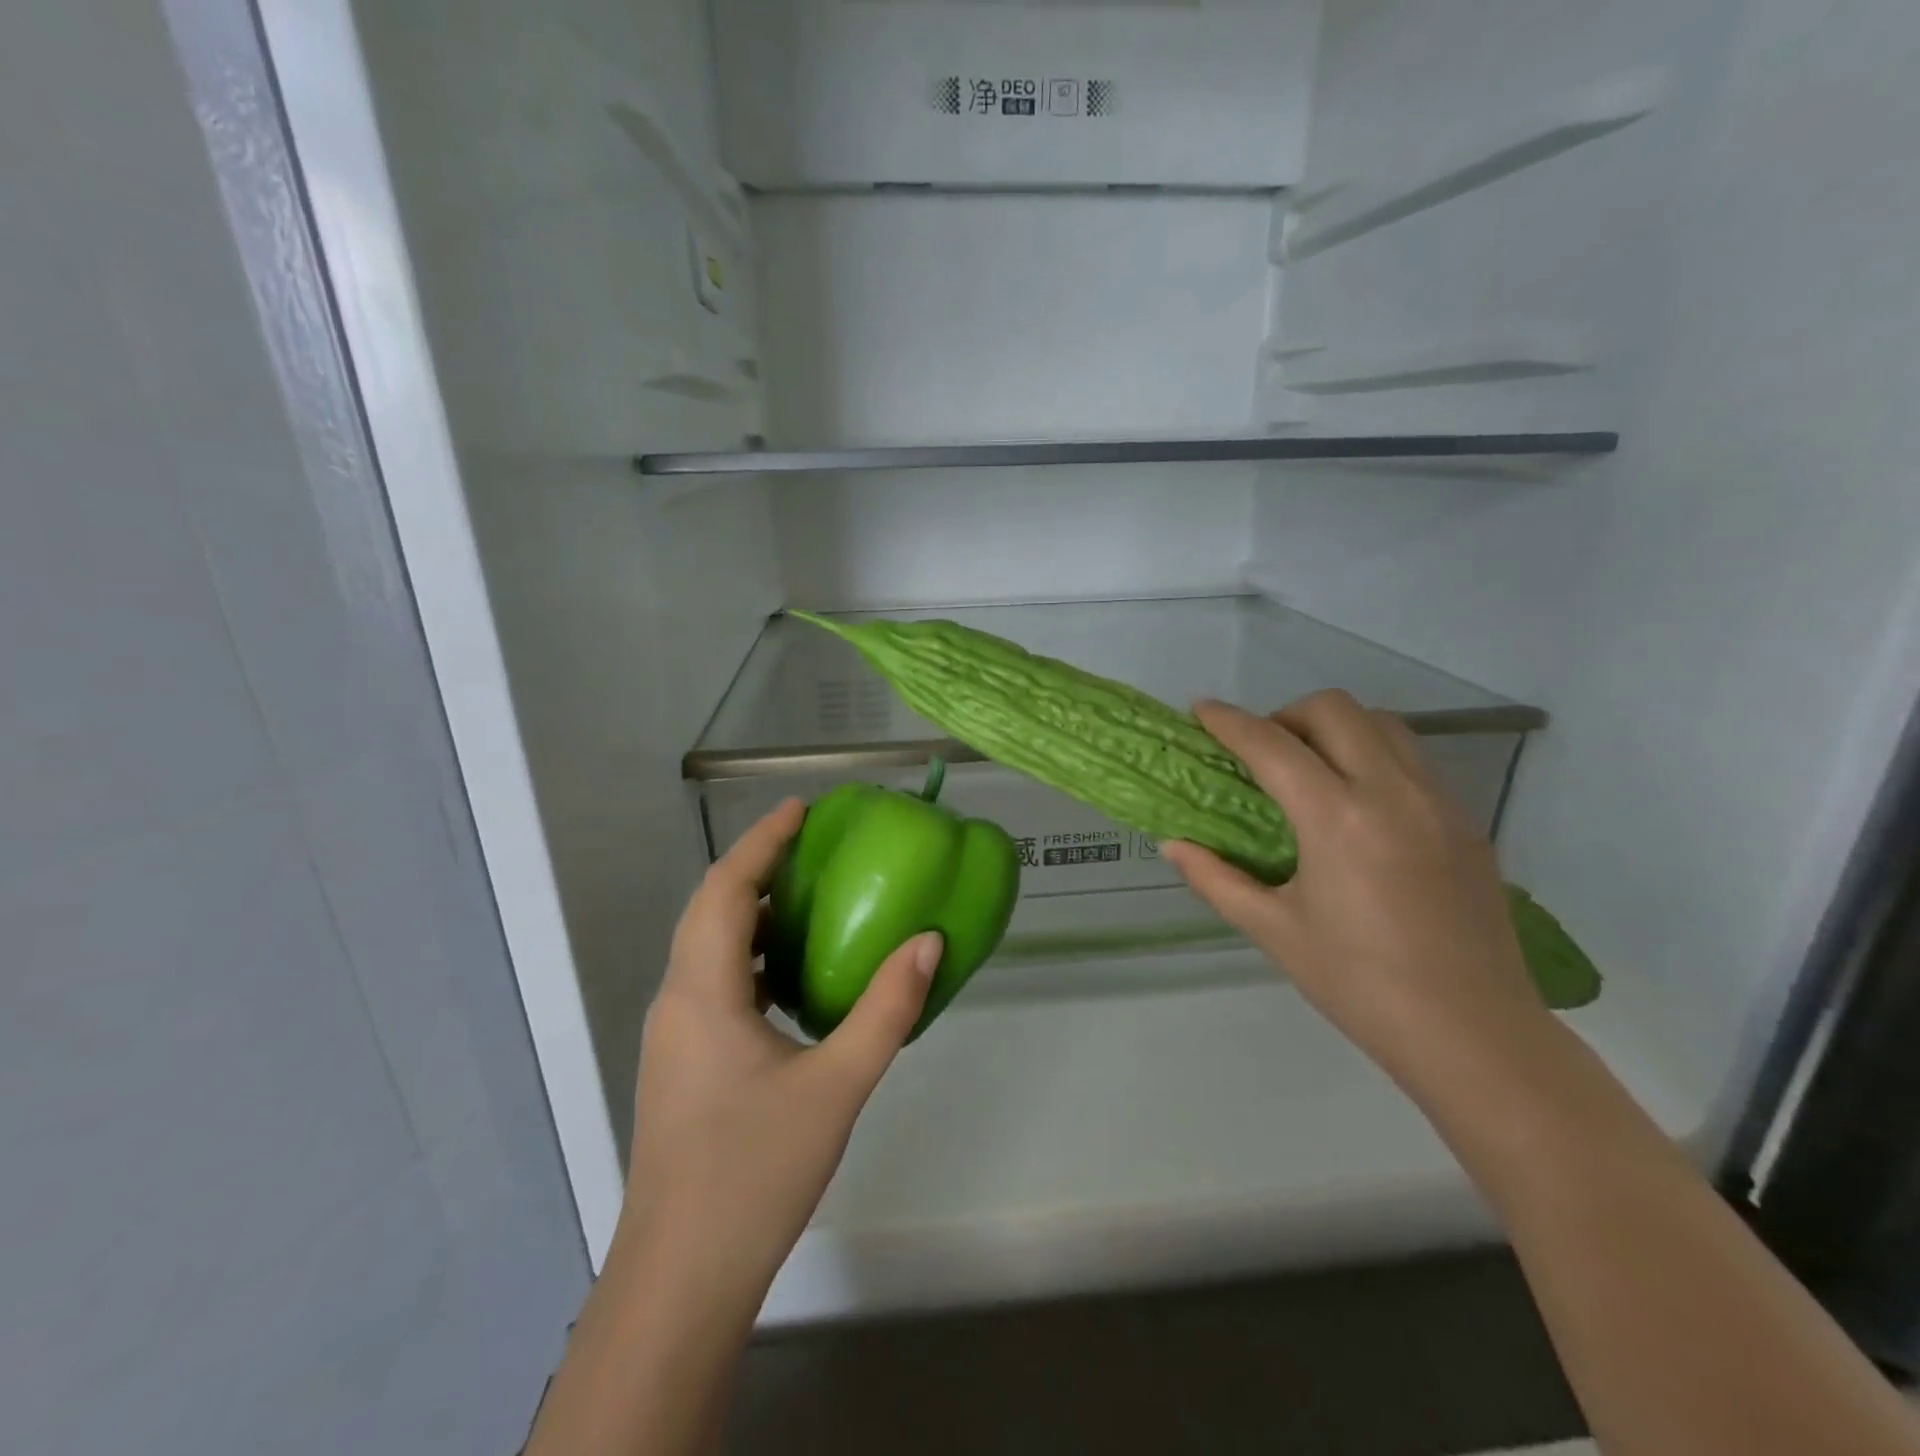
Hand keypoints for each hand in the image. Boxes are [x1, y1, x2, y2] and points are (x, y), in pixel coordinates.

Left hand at [623, 799, 940, 1303]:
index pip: (725, 890)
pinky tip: (791, 977)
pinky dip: (750, 956)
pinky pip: (714, 982)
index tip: (800, 809)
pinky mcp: (682, 1062)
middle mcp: (678, 1001)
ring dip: (751, 912)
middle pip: (710, 910)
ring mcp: (674, 1034)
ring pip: (708, 947)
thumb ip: (885, 1010)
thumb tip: (927, 942)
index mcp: (703, 992)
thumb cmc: (755, 1173)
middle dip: (756, 867)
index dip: (760, 842)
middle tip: (810, 844)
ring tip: (806, 897)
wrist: (681, 1277)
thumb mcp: (836, 1087)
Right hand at [1163, 692, 1550, 1091]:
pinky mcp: (1467, 823)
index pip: (1271, 745)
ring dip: (1336, 729)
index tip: (1201, 710)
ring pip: (1383, 724)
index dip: (1229, 722)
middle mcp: (1392, 792)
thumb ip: (1215, 878)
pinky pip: (1414, 760)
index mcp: (1337, 819)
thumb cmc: (1359, 984)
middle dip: (1286, 714)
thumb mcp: (1273, 931)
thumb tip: (1173, 844)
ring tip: (1311, 769)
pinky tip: (1358, 806)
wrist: (1473, 1035)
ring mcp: (1439, 803)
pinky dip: (1373, 756)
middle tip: (1262, 752)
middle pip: (1335, 709)